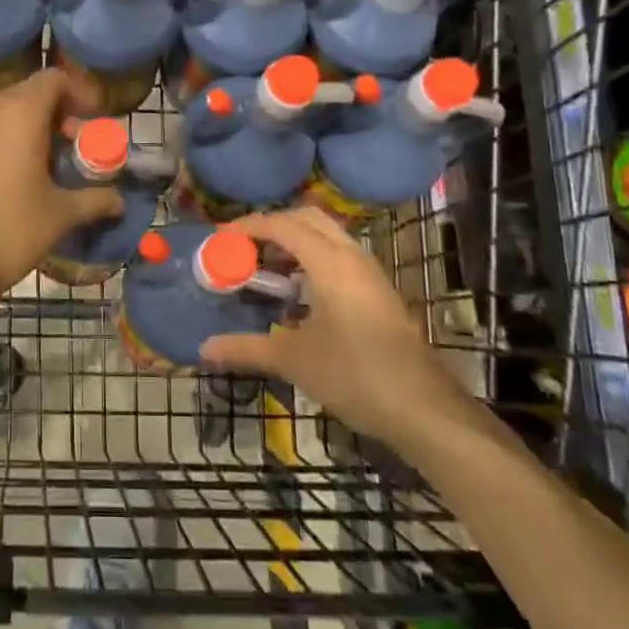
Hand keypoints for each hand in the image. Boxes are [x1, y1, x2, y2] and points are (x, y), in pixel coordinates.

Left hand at [0, 70, 124, 303]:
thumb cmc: (11, 229)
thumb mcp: (61, 214)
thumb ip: (94, 200)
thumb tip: (120, 202)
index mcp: (20, 114)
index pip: (53, 79)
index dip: (77, 93)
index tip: (91, 119)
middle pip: (27, 94)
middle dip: (54, 112)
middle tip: (72, 144)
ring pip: (2, 113)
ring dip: (26, 127)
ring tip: (44, 162)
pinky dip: (1, 141)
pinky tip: (11, 176)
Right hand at [200, 207, 469, 439]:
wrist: (423, 409)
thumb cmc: (355, 376)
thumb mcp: (293, 360)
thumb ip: (246, 349)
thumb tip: (204, 349)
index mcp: (330, 263)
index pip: (283, 225)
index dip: (248, 226)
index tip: (220, 237)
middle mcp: (352, 257)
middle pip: (307, 219)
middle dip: (272, 225)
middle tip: (243, 247)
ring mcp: (370, 273)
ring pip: (327, 235)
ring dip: (294, 240)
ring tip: (265, 266)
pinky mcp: (378, 291)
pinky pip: (339, 254)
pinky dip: (312, 257)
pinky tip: (297, 290)